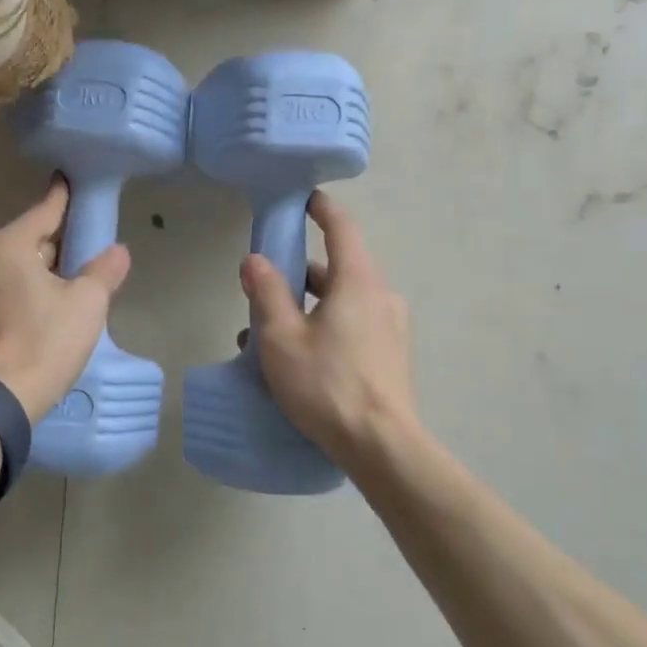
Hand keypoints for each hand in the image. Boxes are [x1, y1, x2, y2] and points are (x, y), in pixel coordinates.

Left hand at [0, 179, 131, 421]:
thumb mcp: (87, 303)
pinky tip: (40, 314)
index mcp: (6, 245)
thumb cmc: (45, 342)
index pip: (45, 211)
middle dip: (56, 245)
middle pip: (28, 241)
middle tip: (85, 254)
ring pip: (13, 269)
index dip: (64, 197)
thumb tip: (118, 251)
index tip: (71, 179)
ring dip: (38, 272)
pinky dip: (21, 293)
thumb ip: (105, 270)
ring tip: (67, 289)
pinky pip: (0, 292)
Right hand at [239, 191, 415, 470]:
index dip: (322, 209)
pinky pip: (352, 328)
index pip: (342, 228)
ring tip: (267, 338)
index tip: (304, 200)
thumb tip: (255, 260)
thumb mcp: (282, 337)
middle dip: (297, 276)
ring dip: (306, 309)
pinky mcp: (391, 356)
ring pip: (340, 303)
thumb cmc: (327, 384)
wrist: (382, 446)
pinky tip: (297, 361)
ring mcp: (390, 328)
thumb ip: (267, 292)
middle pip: (335, 270)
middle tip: (262, 292)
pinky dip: (324, 330)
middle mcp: (381, 297)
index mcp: (357, 282)